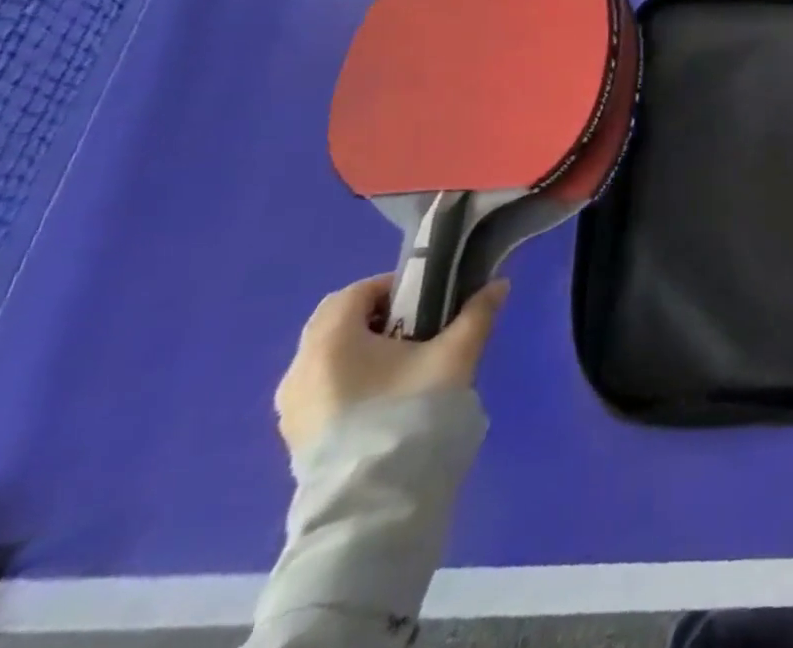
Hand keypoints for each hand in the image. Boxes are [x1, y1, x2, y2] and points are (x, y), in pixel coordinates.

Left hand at [274, 274, 509, 454]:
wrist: (375, 507)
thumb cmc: (410, 415)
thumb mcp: (454, 356)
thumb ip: (476, 315)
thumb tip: (499, 285)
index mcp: (330, 341)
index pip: (356, 293)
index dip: (394, 288)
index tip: (428, 303)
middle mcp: (299, 370)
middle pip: (338, 324)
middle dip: (379, 319)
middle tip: (419, 331)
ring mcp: (293, 410)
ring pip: (329, 359)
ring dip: (365, 351)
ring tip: (407, 368)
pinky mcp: (297, 440)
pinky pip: (324, 390)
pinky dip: (352, 381)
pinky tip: (387, 401)